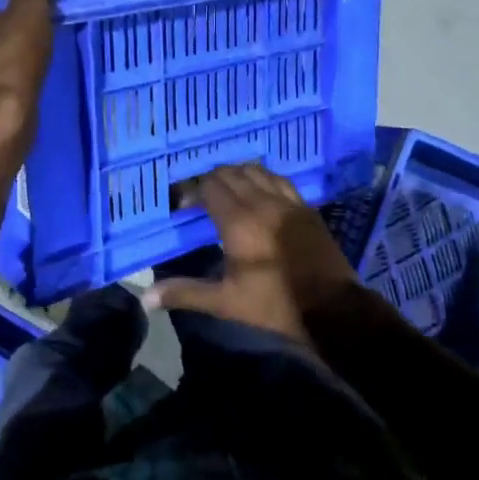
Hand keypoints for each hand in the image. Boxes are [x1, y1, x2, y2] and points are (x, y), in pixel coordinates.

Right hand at [145, 163, 357, 344]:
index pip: (210, 186)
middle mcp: (261, 202)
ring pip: (256, 171)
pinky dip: (263, 179)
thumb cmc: (274, 305)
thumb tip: (146, 298)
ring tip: (228, 193)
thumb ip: (186, 294)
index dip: (192, 191)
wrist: (333, 309)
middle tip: (201, 200)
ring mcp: (287, 201)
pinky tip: (260, 193)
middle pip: (231, 173)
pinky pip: (279, 180)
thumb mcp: (226, 302)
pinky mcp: (305, 207)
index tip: (182, 206)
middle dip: (212, 181)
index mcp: (238, 221)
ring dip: (238, 175)